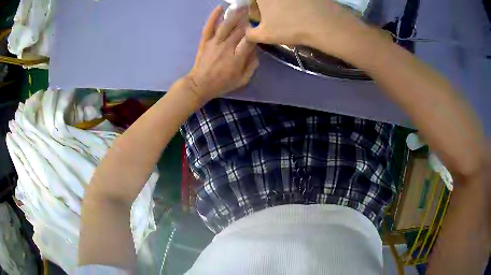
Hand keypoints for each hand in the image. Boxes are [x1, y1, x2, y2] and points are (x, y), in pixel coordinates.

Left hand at [186, 6, 258, 103]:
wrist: (200, 85)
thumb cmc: (223, 83)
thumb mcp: (243, 80)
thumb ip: (252, 65)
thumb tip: (256, 51)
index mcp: (237, 58)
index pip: (250, 40)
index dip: (256, 32)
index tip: (261, 27)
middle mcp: (226, 47)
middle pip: (239, 30)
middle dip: (248, 20)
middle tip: (255, 12)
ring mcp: (214, 43)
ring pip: (226, 25)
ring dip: (235, 15)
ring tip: (242, 6)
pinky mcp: (205, 41)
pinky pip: (209, 26)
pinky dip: (213, 16)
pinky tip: (220, 7)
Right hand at [246, 0, 367, 57]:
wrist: (323, 23)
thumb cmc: (289, 27)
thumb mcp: (265, 35)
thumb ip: (250, 34)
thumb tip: (248, 32)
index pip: (251, 1)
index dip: (253, 8)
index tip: (258, 18)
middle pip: (265, 0)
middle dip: (265, 6)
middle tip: (272, 17)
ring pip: (281, 1)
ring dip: (280, 5)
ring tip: (288, 16)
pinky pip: (295, 1)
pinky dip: (295, 4)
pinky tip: (301, 12)